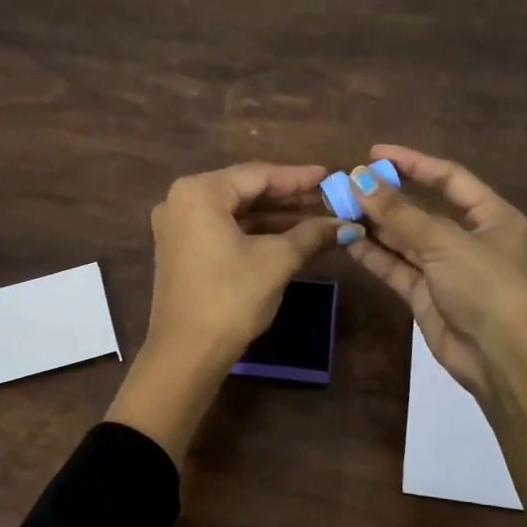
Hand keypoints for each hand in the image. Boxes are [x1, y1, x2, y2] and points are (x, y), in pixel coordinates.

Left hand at [143, 162, 351, 364]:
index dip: (298, 177)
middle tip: (328, 196)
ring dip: (275, 216)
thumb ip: (311, 234)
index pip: (258, 175)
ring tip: (317, 217)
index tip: (331, 176)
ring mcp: (178, 227)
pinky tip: (289, 235)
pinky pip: (224, 229)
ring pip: (236, 212)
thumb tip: (347, 225)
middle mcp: (182, 201)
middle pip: (245, 191)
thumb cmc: (231, 298)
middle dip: (289, 197)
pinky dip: (255, 232)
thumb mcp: (277, 261)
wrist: (188, 352)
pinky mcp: (182, 250)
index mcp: (199, 192)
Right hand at [343, 144, 526, 394]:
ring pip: (404, 239)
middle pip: (421, 209)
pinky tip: (347, 239)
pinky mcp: (424, 294)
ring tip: (339, 209)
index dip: (413, 163)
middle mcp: (468, 238)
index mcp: (490, 216)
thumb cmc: (483, 286)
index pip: (448, 178)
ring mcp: (444, 268)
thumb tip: (359, 179)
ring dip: (374, 225)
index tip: (375, 154)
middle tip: (348, 185)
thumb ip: (399, 212)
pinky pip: (396, 266)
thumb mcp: (443, 242)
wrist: (497, 355)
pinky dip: (373, 254)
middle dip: (386, 198)